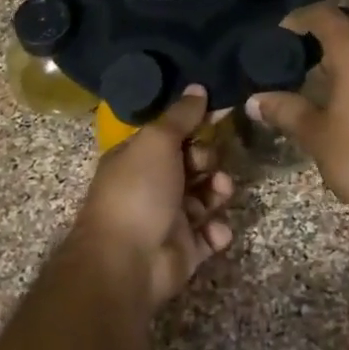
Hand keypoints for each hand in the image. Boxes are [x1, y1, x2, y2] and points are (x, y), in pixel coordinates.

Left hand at [72, 86, 235, 312]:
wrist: (127, 262)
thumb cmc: (138, 191)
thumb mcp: (157, 142)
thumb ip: (180, 116)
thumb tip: (198, 87)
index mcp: (136, 158)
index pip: (170, 136)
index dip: (195, 127)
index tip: (221, 117)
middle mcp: (151, 186)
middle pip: (191, 165)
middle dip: (208, 161)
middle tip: (209, 164)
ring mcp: (167, 219)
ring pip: (204, 199)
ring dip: (217, 192)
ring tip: (221, 192)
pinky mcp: (184, 250)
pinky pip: (209, 236)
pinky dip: (216, 232)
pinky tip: (216, 231)